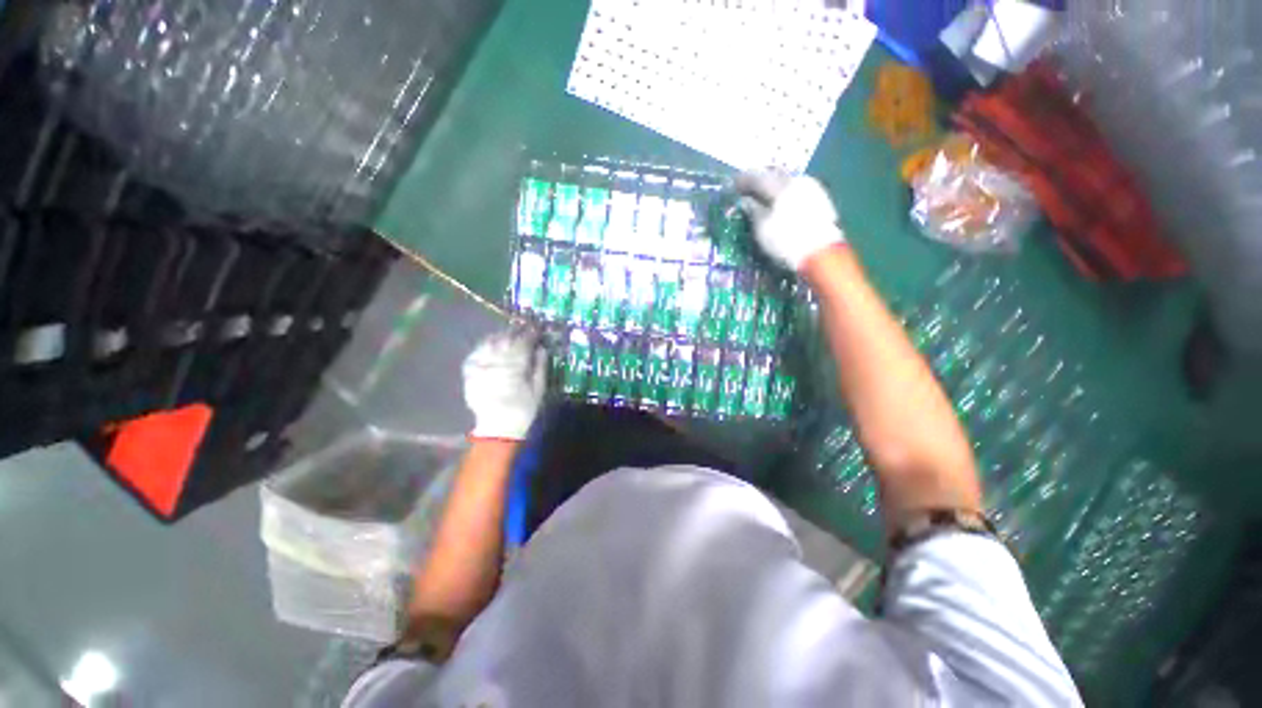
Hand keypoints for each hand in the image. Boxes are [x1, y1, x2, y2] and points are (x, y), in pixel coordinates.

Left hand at [462, 327, 546, 440]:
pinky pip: (476, 352)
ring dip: (500, 336)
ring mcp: (480, 365)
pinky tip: (491, 345)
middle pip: (506, 339)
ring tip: (508, 335)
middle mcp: (496, 362)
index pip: (523, 342)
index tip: (537, 330)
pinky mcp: (470, 372)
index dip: (531, 334)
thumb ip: (540, 366)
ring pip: (490, 342)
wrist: (497, 428)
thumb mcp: (539, 389)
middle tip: (523, 330)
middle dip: (516, 332)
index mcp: (515, 366)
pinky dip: (485, 346)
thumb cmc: (523, 409)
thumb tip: (541, 348)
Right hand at [736, 169, 845, 271]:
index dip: (743, 181)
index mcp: (780, 185)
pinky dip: (785, 194)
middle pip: (774, 175)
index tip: (733, 185)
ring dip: (774, 187)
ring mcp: (812, 188)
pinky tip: (781, 203)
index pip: (757, 177)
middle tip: (748, 189)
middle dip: (760, 181)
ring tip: (764, 197)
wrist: (823, 254)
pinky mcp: (821, 199)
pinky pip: (797, 190)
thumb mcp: (762, 228)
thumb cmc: (787, 241)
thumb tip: (746, 201)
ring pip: (787, 182)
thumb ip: (752, 211)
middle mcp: (797, 180)